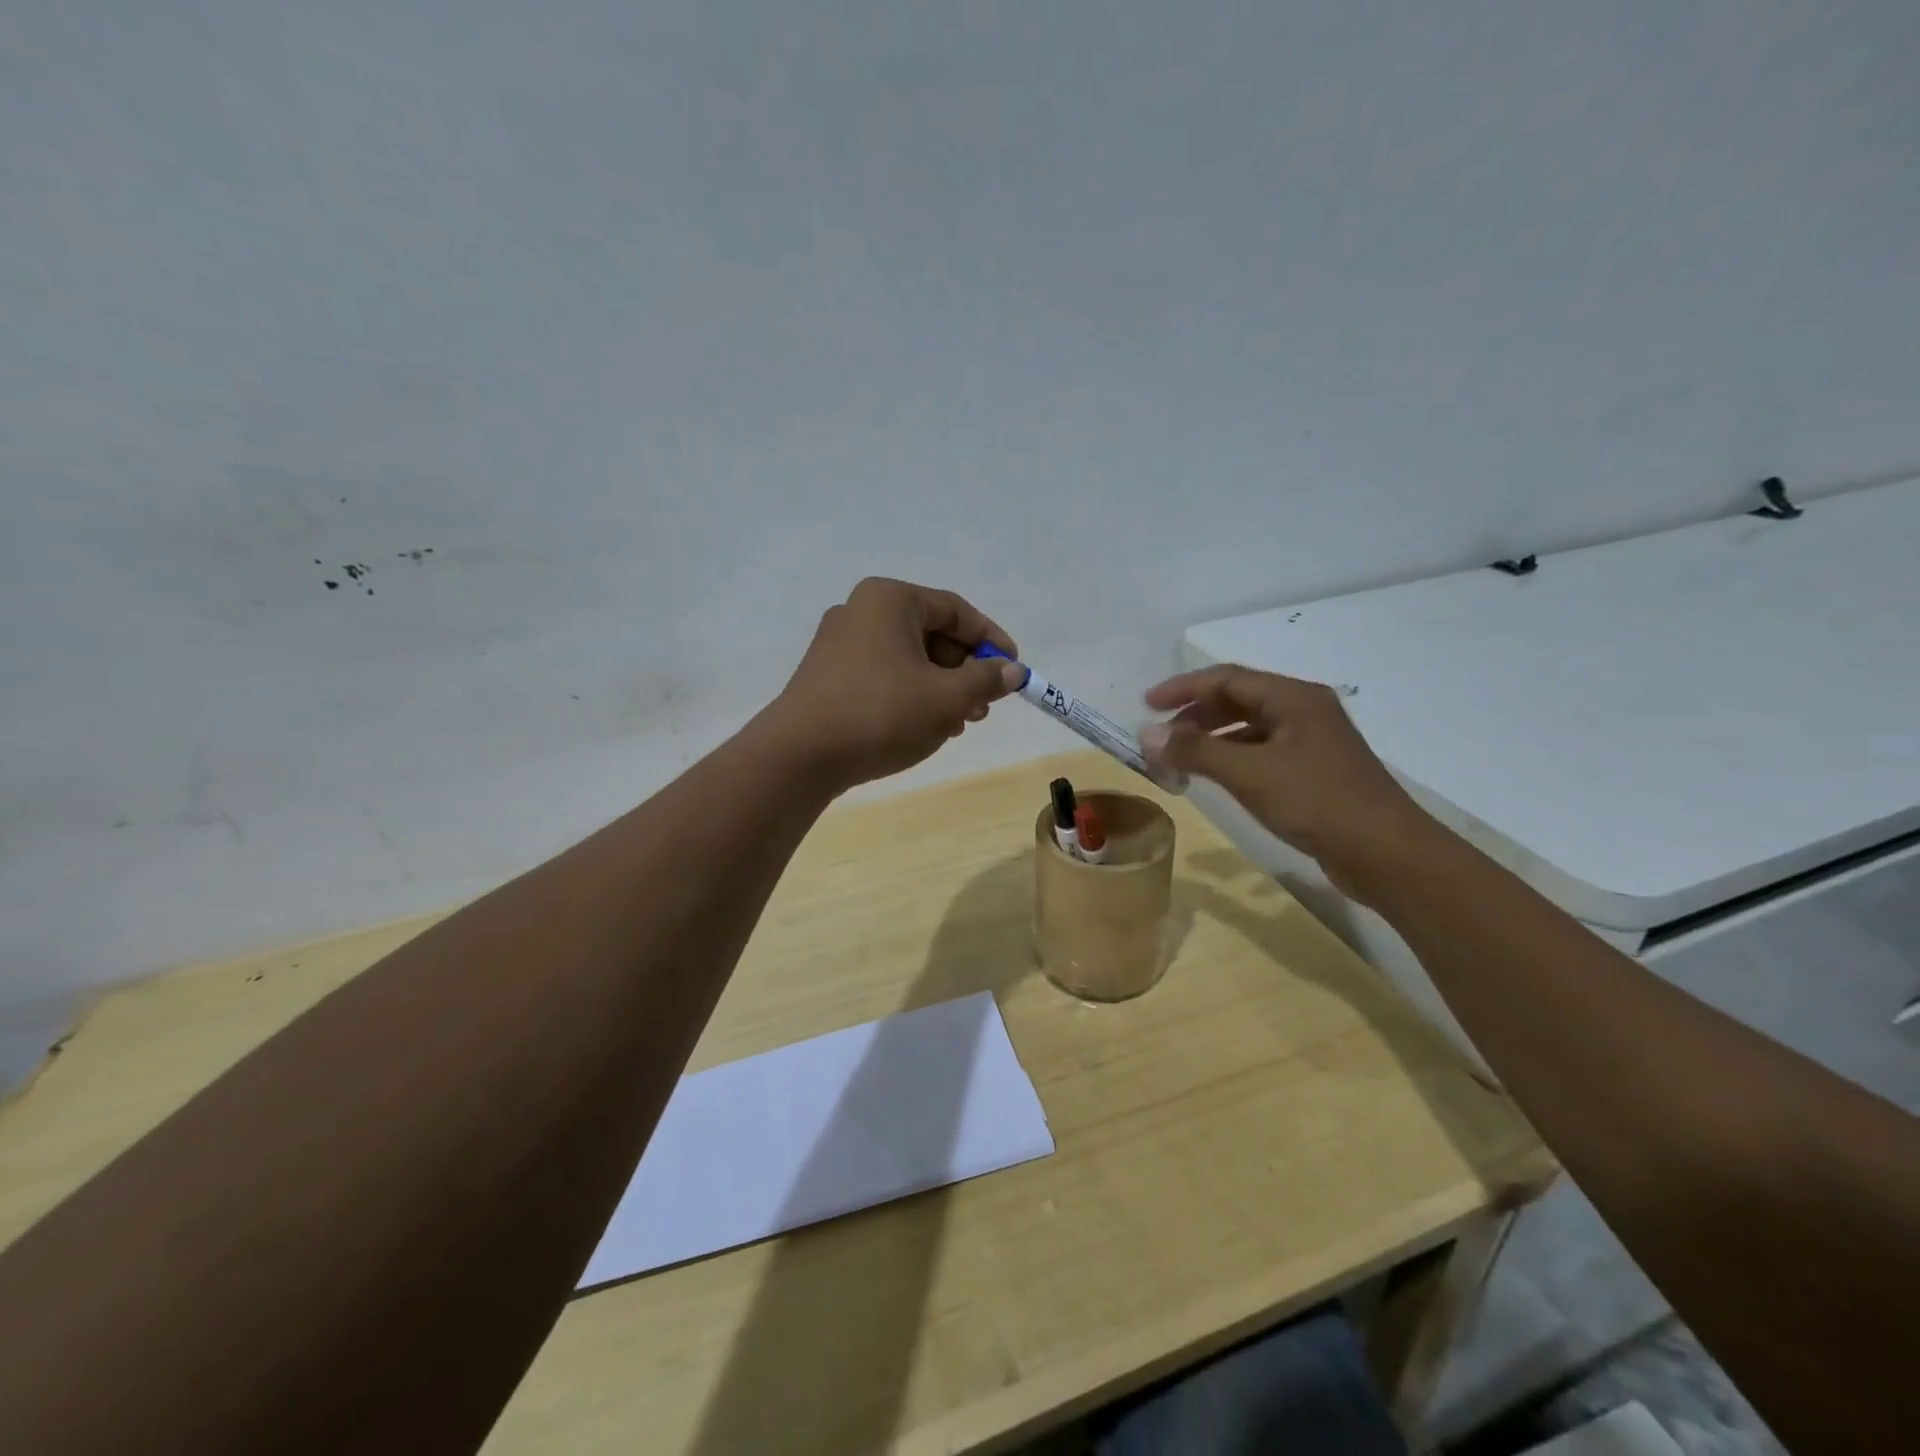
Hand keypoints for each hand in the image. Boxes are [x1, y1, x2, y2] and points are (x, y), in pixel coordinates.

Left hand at [768, 578, 1025, 789]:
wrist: (800, 756)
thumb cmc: (881, 713)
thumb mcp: (946, 698)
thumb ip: (985, 680)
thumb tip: (1013, 671)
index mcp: (890, 600)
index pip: (956, 610)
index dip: (992, 640)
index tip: (1015, 670)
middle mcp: (861, 611)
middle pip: (931, 633)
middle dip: (965, 670)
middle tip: (986, 705)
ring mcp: (839, 644)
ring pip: (908, 658)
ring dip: (941, 687)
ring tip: (959, 722)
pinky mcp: (828, 675)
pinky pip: (884, 675)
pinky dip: (911, 695)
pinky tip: (925, 726)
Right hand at [1139, 665, 1438, 902]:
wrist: (1386, 853)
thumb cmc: (1316, 802)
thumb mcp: (1249, 773)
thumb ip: (1195, 750)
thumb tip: (1146, 734)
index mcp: (1293, 698)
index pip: (1227, 678)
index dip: (1183, 688)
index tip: (1147, 705)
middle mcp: (1304, 711)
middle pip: (1239, 699)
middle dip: (1196, 713)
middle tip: (1162, 735)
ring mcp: (1312, 742)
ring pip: (1250, 727)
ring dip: (1212, 737)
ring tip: (1182, 758)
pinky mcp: (1315, 771)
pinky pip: (1262, 752)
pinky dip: (1233, 758)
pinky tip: (1217, 778)